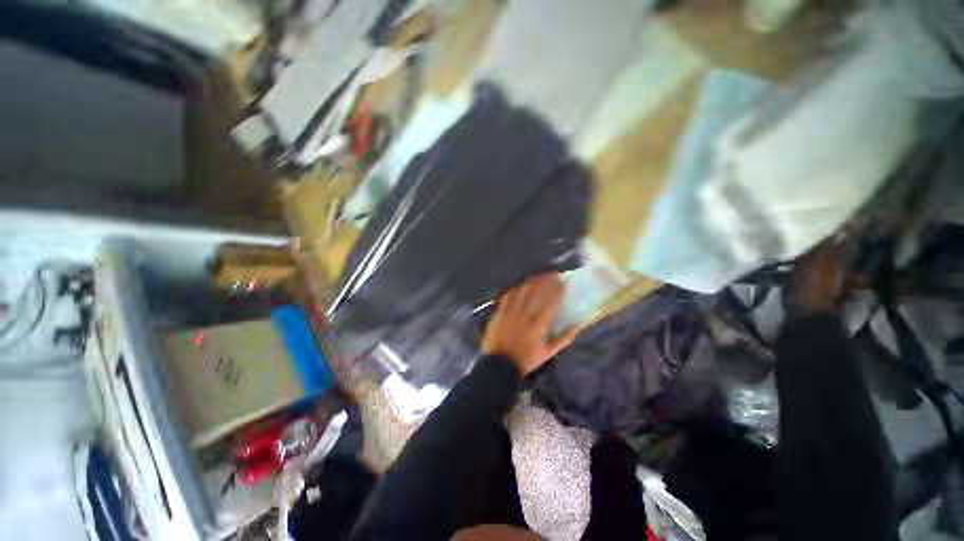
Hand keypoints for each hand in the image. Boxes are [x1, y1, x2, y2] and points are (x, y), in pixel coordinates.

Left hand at [481, 273, 579, 374]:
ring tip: (539, 276)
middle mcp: (524, 315)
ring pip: (522, 291)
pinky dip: (516, 288)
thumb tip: (578, 325)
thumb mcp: (548, 352)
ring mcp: (510, 312)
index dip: (557, 290)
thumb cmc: (526, 359)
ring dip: (532, 281)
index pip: (550, 302)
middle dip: (545, 280)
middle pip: (536, 292)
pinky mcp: (499, 312)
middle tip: (553, 273)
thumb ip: (564, 338)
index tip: (563, 281)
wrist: (499, 364)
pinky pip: (508, 296)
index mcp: (538, 324)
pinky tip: (521, 284)